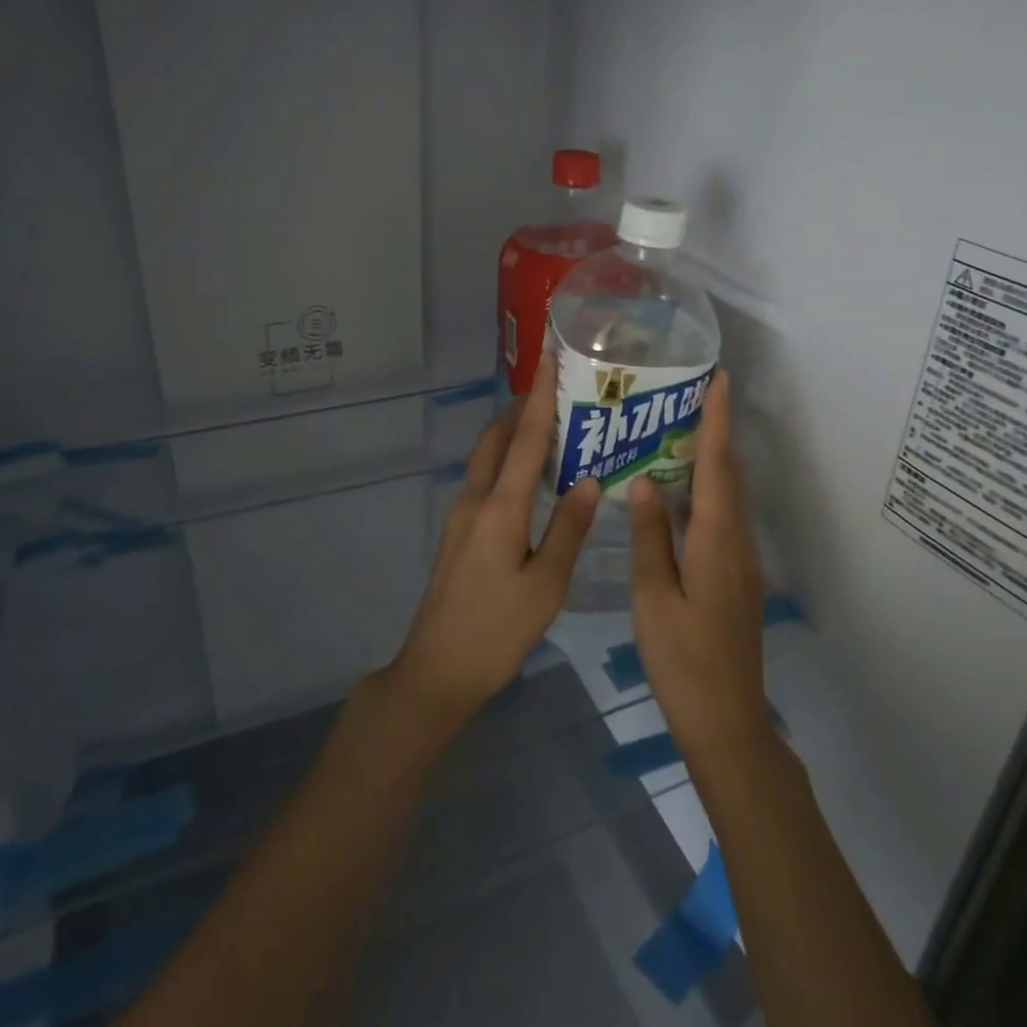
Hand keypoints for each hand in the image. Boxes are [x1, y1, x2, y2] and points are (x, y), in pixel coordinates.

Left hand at [385, 353, 600, 729]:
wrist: (438, 668)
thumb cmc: (499, 629)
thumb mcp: (547, 584)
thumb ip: (568, 528)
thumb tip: (588, 480)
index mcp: (500, 508)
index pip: (524, 439)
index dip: (539, 397)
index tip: (548, 358)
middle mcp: (476, 500)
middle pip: (496, 439)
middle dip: (519, 408)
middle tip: (552, 389)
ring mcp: (460, 516)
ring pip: (486, 458)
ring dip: (509, 433)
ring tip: (543, 423)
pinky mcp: (457, 532)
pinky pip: (483, 479)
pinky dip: (504, 460)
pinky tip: (526, 475)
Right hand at [629, 370, 771, 763]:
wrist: (726, 720)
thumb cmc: (682, 660)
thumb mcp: (653, 596)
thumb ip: (650, 536)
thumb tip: (644, 482)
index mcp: (716, 541)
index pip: (717, 466)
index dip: (717, 420)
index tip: (719, 379)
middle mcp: (737, 542)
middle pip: (729, 475)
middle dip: (716, 430)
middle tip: (690, 395)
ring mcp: (741, 561)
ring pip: (728, 496)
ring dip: (712, 459)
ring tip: (679, 431)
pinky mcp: (736, 577)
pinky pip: (723, 518)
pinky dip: (706, 491)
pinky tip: (678, 493)